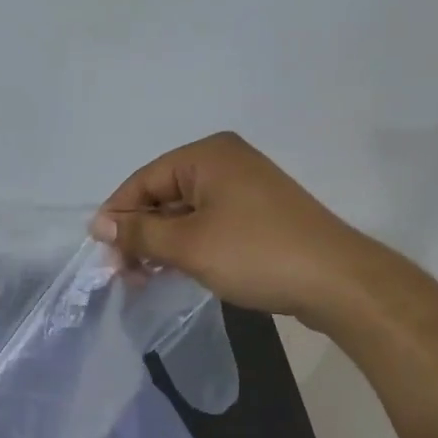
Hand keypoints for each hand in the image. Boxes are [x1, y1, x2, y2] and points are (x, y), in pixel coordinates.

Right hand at [91, 131, 377, 323]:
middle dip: (139, 232)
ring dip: (161, 243)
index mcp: (206, 155)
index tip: (101, 252)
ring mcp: (244, 188)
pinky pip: (208, 223)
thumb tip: (99, 223)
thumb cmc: (255, 254)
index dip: (118, 215)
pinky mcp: (258, 214)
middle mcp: (224, 162)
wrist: (338, 282)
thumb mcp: (187, 245)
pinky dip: (187, 245)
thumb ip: (139, 231)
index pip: (143, 180)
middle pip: (163, 194)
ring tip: (144, 277)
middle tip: (122, 272)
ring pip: (184, 212)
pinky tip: (174, 270)